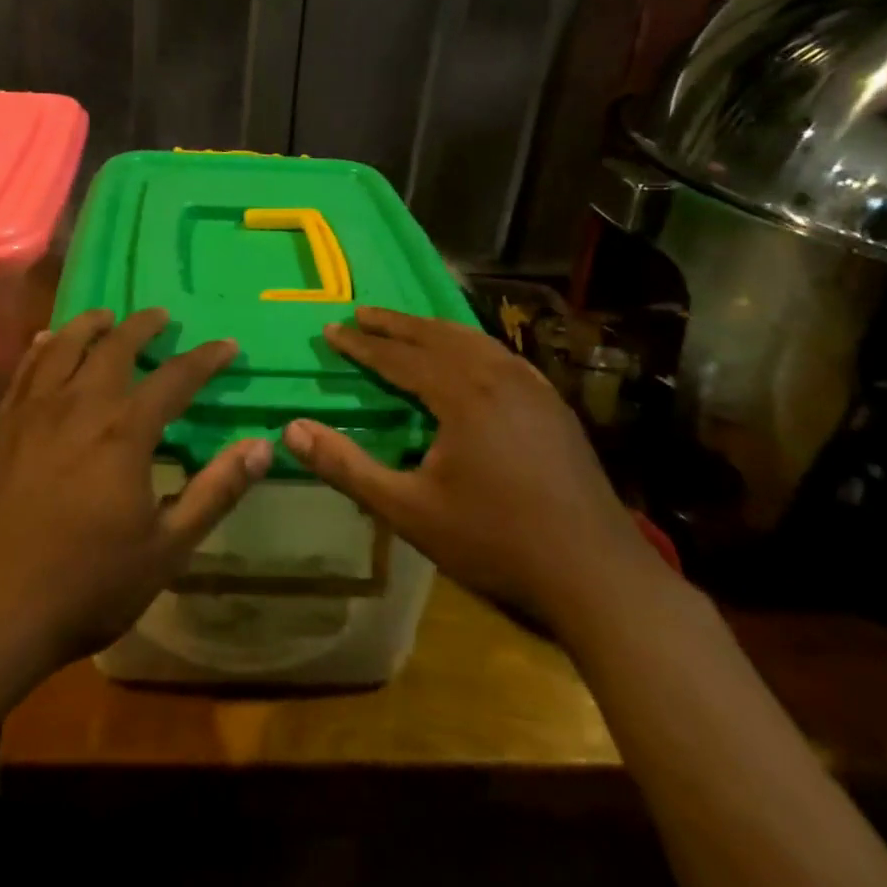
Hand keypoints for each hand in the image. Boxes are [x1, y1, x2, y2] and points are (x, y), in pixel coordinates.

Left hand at [0, 307, 271, 676]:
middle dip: (143, 326)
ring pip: (63, 346)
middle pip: (114, 348)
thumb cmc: (87, 585)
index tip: (226, 345)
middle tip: (161, 316)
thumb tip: (261, 447)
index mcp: (123, 433)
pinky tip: (46, 341)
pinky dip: (42, 347)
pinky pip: (24, 371)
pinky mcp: (0, 427)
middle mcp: (78, 407)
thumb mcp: (167, 549)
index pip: (175, 379)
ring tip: (107, 317)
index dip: (205, 359)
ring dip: (90, 325)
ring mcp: (32, 413)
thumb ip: (215, 492)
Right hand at [284, 307, 657, 629]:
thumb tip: (291, 430)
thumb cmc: (494, 541)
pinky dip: (469, 344)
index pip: (398, 356)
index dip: (361, 344)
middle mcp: (498, 375)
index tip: (330, 330)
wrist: (595, 572)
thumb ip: (347, 467)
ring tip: (405, 326)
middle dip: (394, 323)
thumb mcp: (408, 510)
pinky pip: (501, 355)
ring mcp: (532, 387)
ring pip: (472, 340)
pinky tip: (468, 357)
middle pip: (436, 336)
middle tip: (361, 313)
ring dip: (432, 329)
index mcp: (462, 393)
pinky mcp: (553, 404)